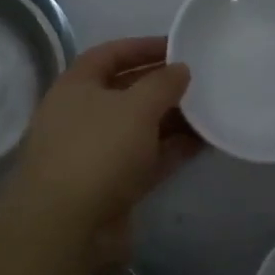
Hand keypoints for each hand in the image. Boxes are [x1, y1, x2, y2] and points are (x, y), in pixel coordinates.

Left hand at [7, 37, 198, 271]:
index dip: (142, 47)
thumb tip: (180, 69)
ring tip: (209, 109)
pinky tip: (203, 142)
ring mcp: (96, 152)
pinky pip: (146, 159)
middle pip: (126, 90)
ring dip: (171, 119)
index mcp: (76, 85)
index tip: (177, 46)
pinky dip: (171, 150)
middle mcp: (82, 114)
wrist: (65, 227)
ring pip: (139, 127)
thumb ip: (162, 83)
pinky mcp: (112, 186)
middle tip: (199, 79)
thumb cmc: (97, 150)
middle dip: (161, 85)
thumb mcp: (135, 107)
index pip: (110, 54)